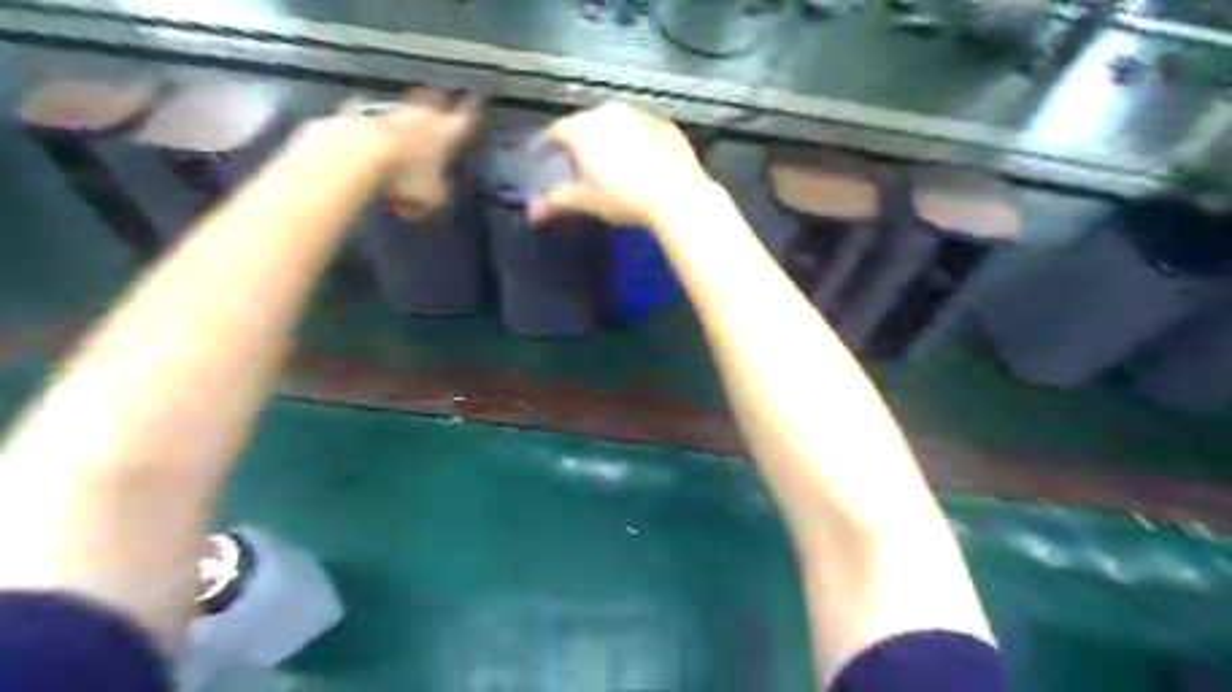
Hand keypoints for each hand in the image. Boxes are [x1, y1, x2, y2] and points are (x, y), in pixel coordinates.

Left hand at [308, 86, 480, 219]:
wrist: (362, 153)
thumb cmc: (406, 176)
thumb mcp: (433, 196)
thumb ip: (439, 194)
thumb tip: (437, 196)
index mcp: (446, 134)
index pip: (465, 118)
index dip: (472, 110)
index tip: (477, 98)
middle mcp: (423, 117)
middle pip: (435, 103)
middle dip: (441, 100)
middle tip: (444, 95)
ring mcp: (393, 112)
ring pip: (407, 106)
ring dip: (411, 106)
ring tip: (412, 108)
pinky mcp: (364, 113)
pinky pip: (373, 111)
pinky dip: (373, 112)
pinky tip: (367, 112)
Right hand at [526, 102, 713, 227]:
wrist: (676, 195)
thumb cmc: (623, 198)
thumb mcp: (586, 201)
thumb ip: (555, 201)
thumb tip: (531, 212)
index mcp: (583, 128)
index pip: (555, 132)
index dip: (547, 145)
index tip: (543, 157)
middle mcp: (608, 111)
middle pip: (585, 123)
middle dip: (578, 141)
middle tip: (577, 163)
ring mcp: (639, 113)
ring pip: (614, 123)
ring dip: (607, 137)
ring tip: (609, 161)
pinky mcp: (665, 123)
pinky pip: (641, 128)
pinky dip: (634, 140)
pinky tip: (639, 159)